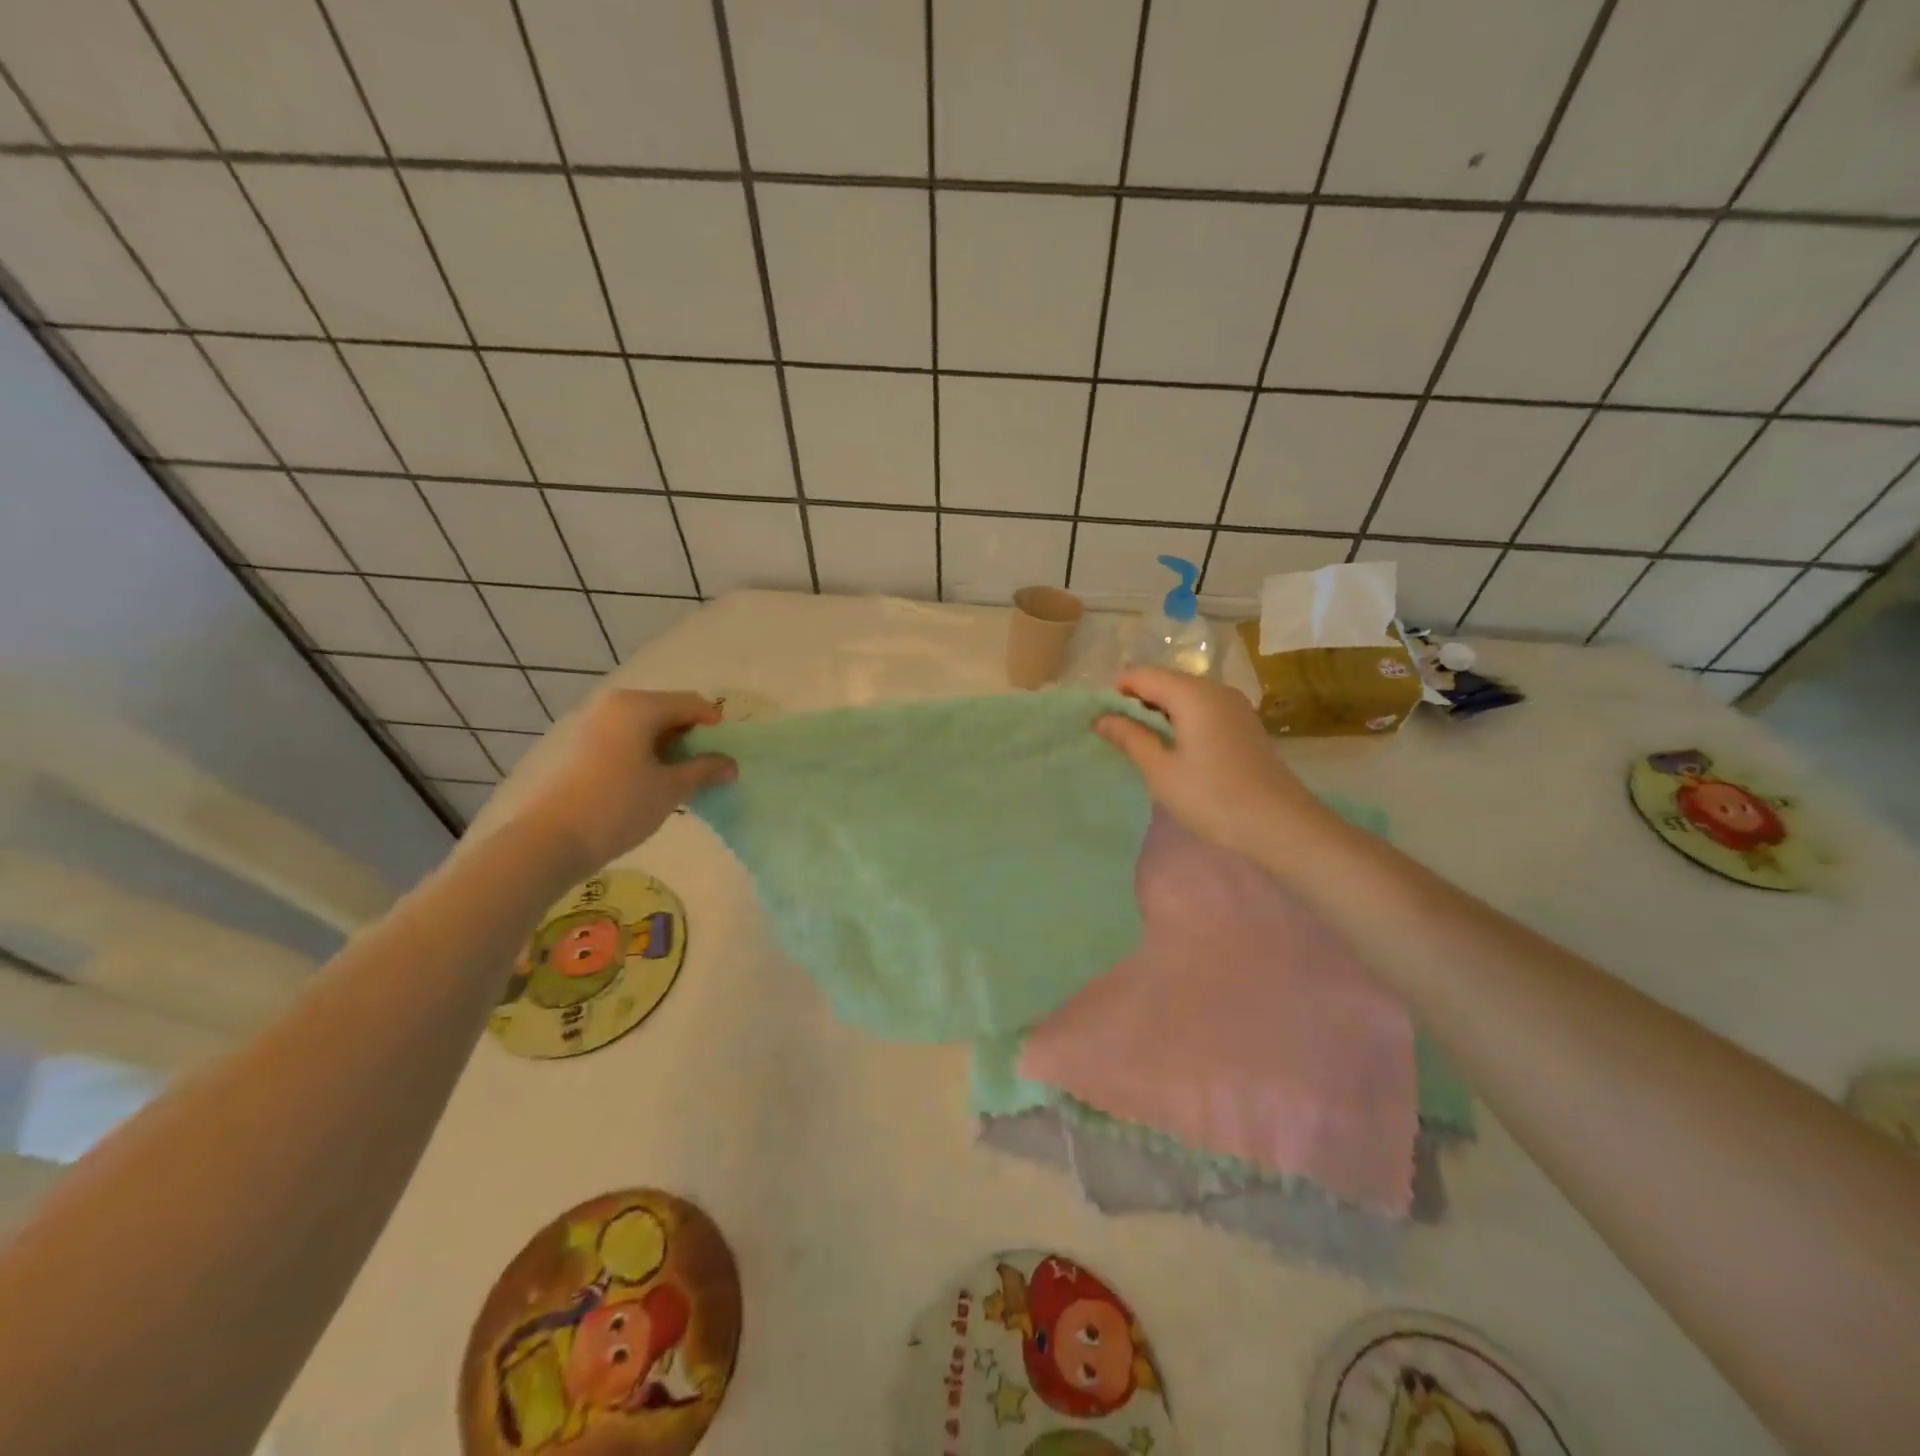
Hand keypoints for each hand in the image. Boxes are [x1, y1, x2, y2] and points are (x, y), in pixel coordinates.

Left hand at [510, 688, 735, 875]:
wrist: (551, 840)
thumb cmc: (619, 806)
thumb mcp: (671, 788)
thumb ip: (705, 770)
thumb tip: (731, 764)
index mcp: (638, 706)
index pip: (692, 703)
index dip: (715, 726)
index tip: (726, 754)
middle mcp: (614, 704)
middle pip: (667, 710)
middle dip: (691, 736)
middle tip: (706, 767)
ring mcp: (593, 723)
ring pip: (645, 725)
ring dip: (668, 746)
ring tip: (681, 778)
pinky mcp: (581, 745)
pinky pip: (625, 738)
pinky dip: (645, 752)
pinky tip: (652, 782)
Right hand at [1096, 667, 1326, 860]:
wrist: (1281, 826)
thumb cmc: (1213, 798)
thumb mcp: (1161, 770)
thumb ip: (1130, 738)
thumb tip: (1102, 718)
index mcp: (1192, 693)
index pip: (1141, 675)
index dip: (1115, 693)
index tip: (1099, 721)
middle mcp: (1215, 689)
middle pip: (1164, 682)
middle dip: (1136, 703)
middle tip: (1116, 737)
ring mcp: (1234, 706)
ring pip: (1184, 697)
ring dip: (1158, 714)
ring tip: (1141, 746)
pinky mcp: (1243, 725)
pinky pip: (1202, 710)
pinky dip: (1180, 722)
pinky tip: (1174, 751)